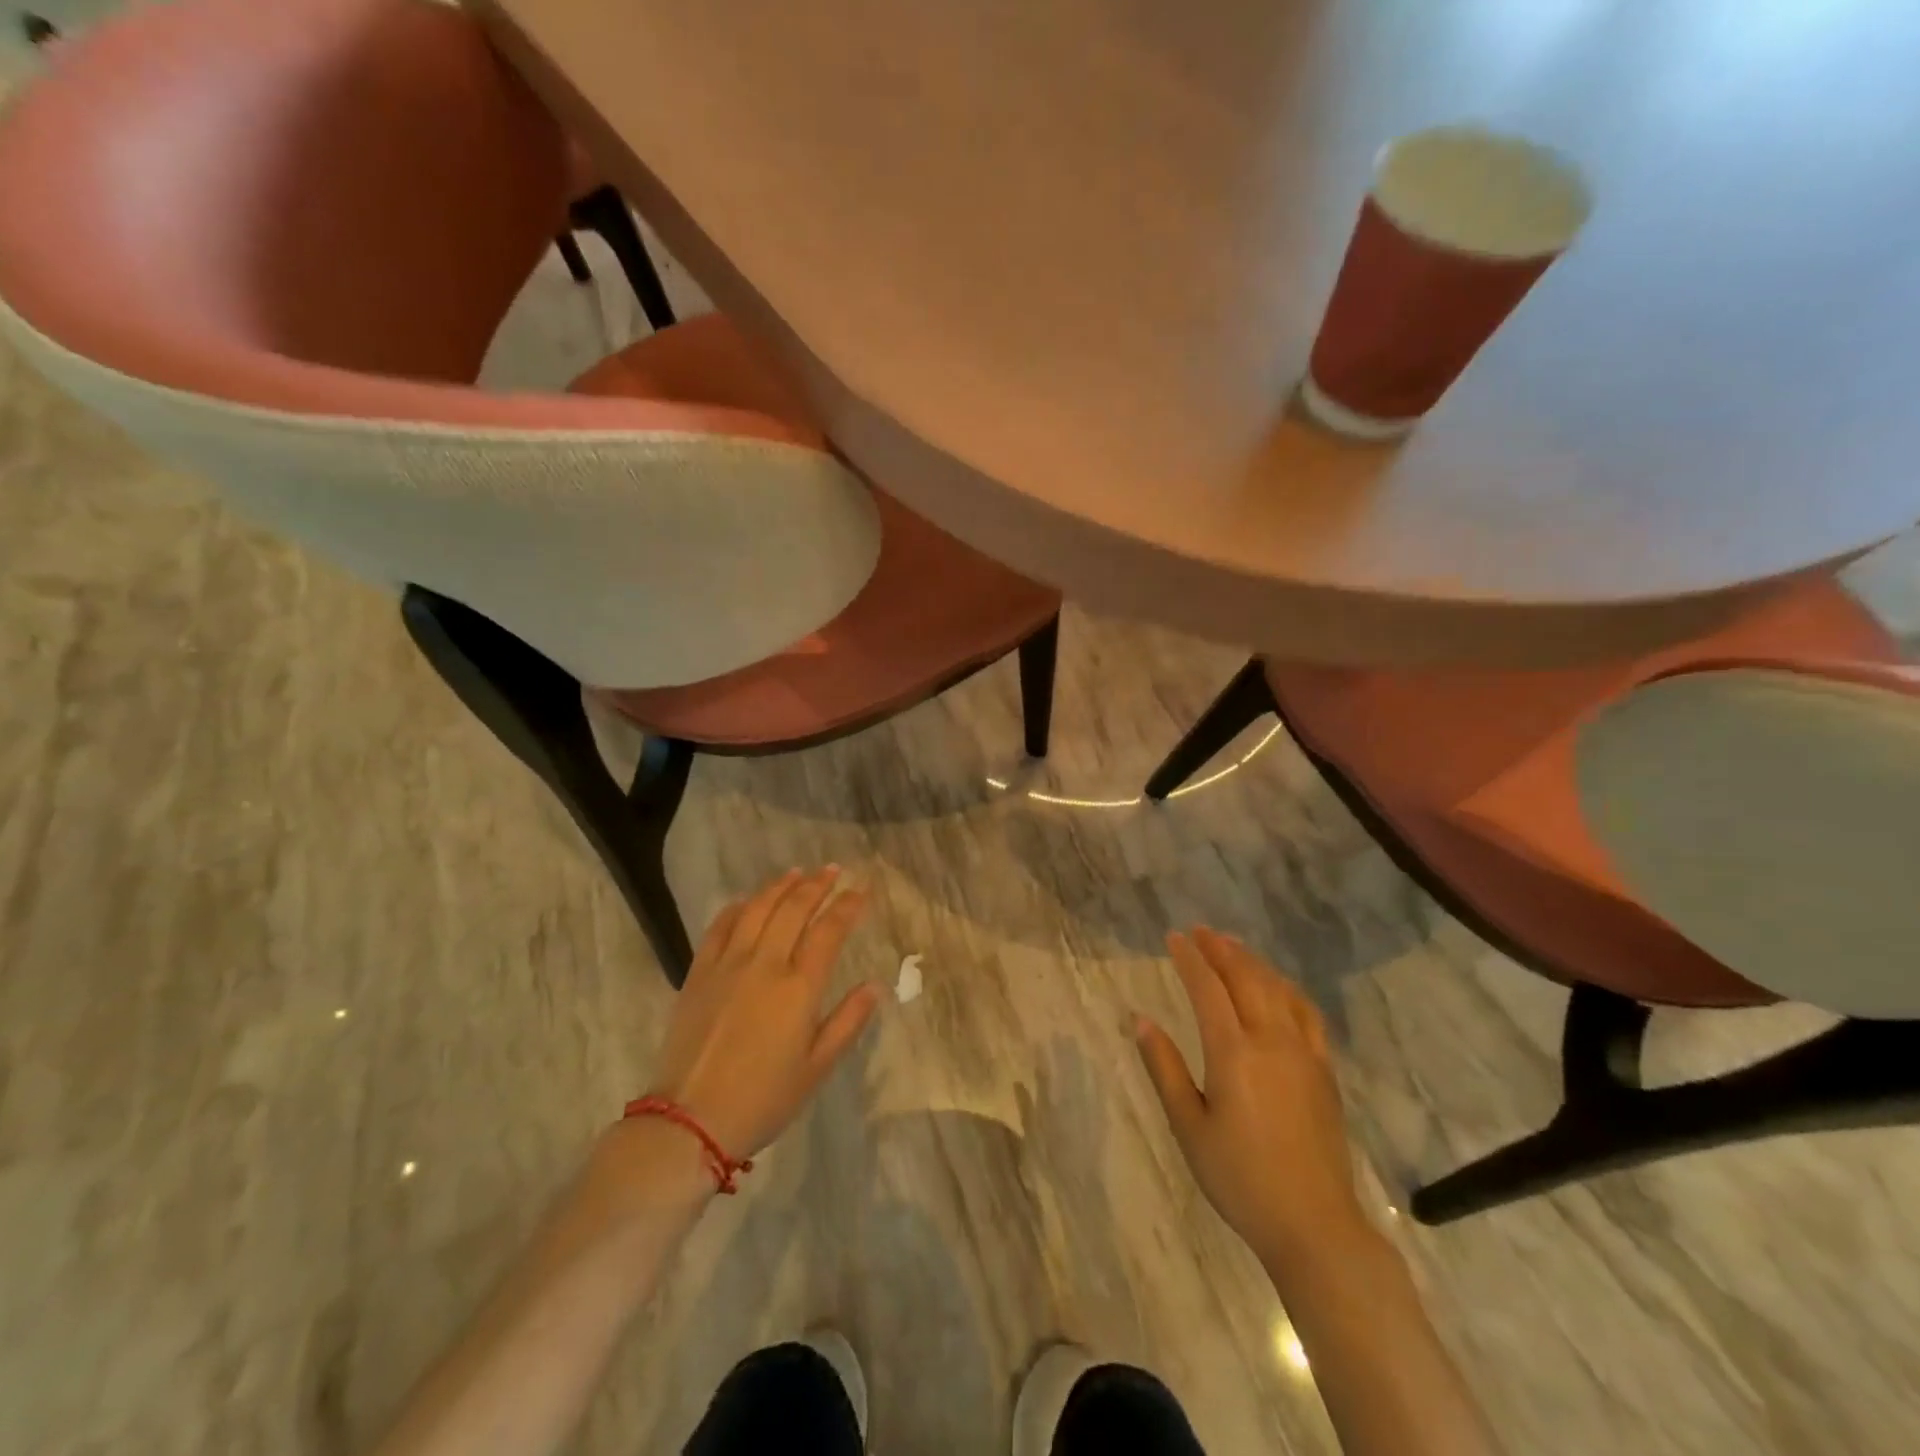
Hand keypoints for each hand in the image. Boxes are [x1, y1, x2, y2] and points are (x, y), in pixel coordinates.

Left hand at [644, 867, 881, 1159]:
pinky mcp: (698, 973)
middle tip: (832, 870)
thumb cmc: (763, 1099)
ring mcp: (728, 964)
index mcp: (799, 988)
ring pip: (757, 909)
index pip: (829, 931)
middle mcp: (765, 964)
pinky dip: (737, 907)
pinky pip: (719, 927)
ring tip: (796, 872)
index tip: (862, 890)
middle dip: (817, 884)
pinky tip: (747, 900)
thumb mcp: (816, 1068)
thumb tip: (875, 986)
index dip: (848, 906)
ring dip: (780, 886)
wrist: (689, 1120)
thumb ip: (848, 1022)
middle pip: (794, 909)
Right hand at [1135, 929, 1367, 1262]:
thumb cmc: (1240, 1178)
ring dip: (1252, 961)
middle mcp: (1271, 1041)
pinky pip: (1306, 1013)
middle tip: (1200, 931)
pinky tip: (1278, 986)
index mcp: (1233, 1053)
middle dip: (1220, 950)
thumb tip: (1140, 1020)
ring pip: (1277, 989)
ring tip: (1231, 945)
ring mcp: (1304, 1053)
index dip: (1189, 959)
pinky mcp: (1324, 1069)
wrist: (1314, 1224)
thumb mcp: (1189, 1127)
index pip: (1207, 989)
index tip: (1173, 937)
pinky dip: (1287, 988)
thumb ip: (1164, 1068)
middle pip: (1245, 978)